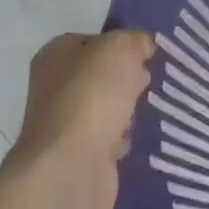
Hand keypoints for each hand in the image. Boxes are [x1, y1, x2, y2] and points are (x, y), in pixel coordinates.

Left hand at [8, 30, 155, 208]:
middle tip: (153, 81)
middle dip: (130, 78)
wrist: (71, 168)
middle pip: (104, 75)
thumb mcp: (120, 48)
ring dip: (130, 110)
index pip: (96, 41)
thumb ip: (135, 40)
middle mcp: (56, 86)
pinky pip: (112, 138)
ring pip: (110, 107)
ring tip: (153, 109)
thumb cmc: (91, 97)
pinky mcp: (81, 155)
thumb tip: (144, 45)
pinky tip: (141, 137)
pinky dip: (126, 139)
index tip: (150, 54)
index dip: (123, 44)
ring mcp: (67, 123)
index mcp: (56, 54)